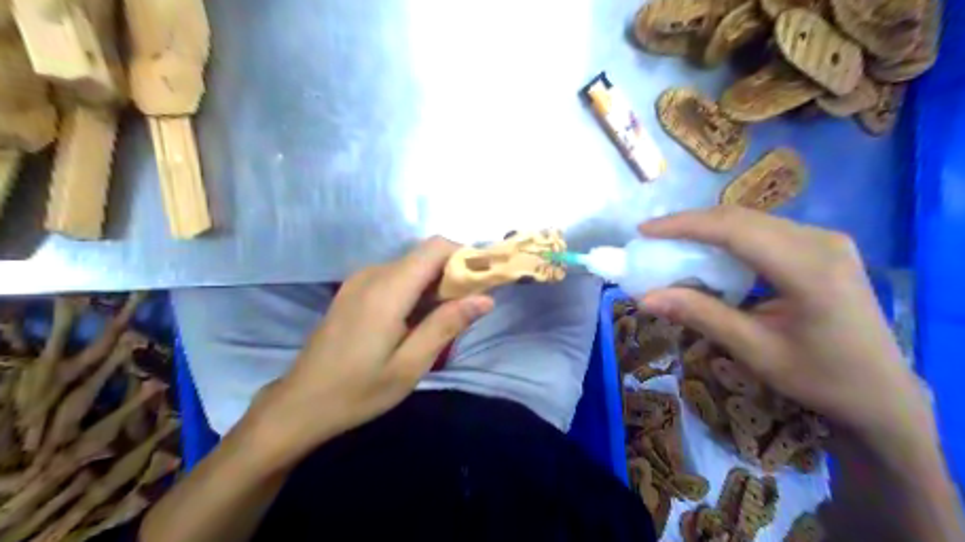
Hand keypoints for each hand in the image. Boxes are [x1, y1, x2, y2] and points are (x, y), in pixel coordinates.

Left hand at [250, 238, 490, 461]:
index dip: (465, 256)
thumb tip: (485, 298)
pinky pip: (395, 277)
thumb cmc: (358, 390)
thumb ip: (447, 325)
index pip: (436, 248)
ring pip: (411, 265)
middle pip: (425, 255)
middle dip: (453, 273)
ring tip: (444, 320)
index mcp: (388, 289)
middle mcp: (373, 274)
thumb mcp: (410, 364)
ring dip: (435, 284)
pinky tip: (415, 321)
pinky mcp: (353, 291)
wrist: (301, 404)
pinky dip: (415, 289)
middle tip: (468, 309)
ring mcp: (359, 281)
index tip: (483, 282)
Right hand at [640, 206, 930, 457]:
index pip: (734, 229)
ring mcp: (826, 241)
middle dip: (691, 224)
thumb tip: (645, 298)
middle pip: (741, 218)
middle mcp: (820, 241)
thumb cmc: (820, 378)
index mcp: (808, 268)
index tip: (644, 231)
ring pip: (752, 221)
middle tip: (652, 238)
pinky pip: (765, 232)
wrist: (883, 396)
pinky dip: (729, 239)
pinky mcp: (823, 247)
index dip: (684, 225)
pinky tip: (711, 254)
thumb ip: (700, 315)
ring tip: (673, 244)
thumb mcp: (754, 350)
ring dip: (708, 230)